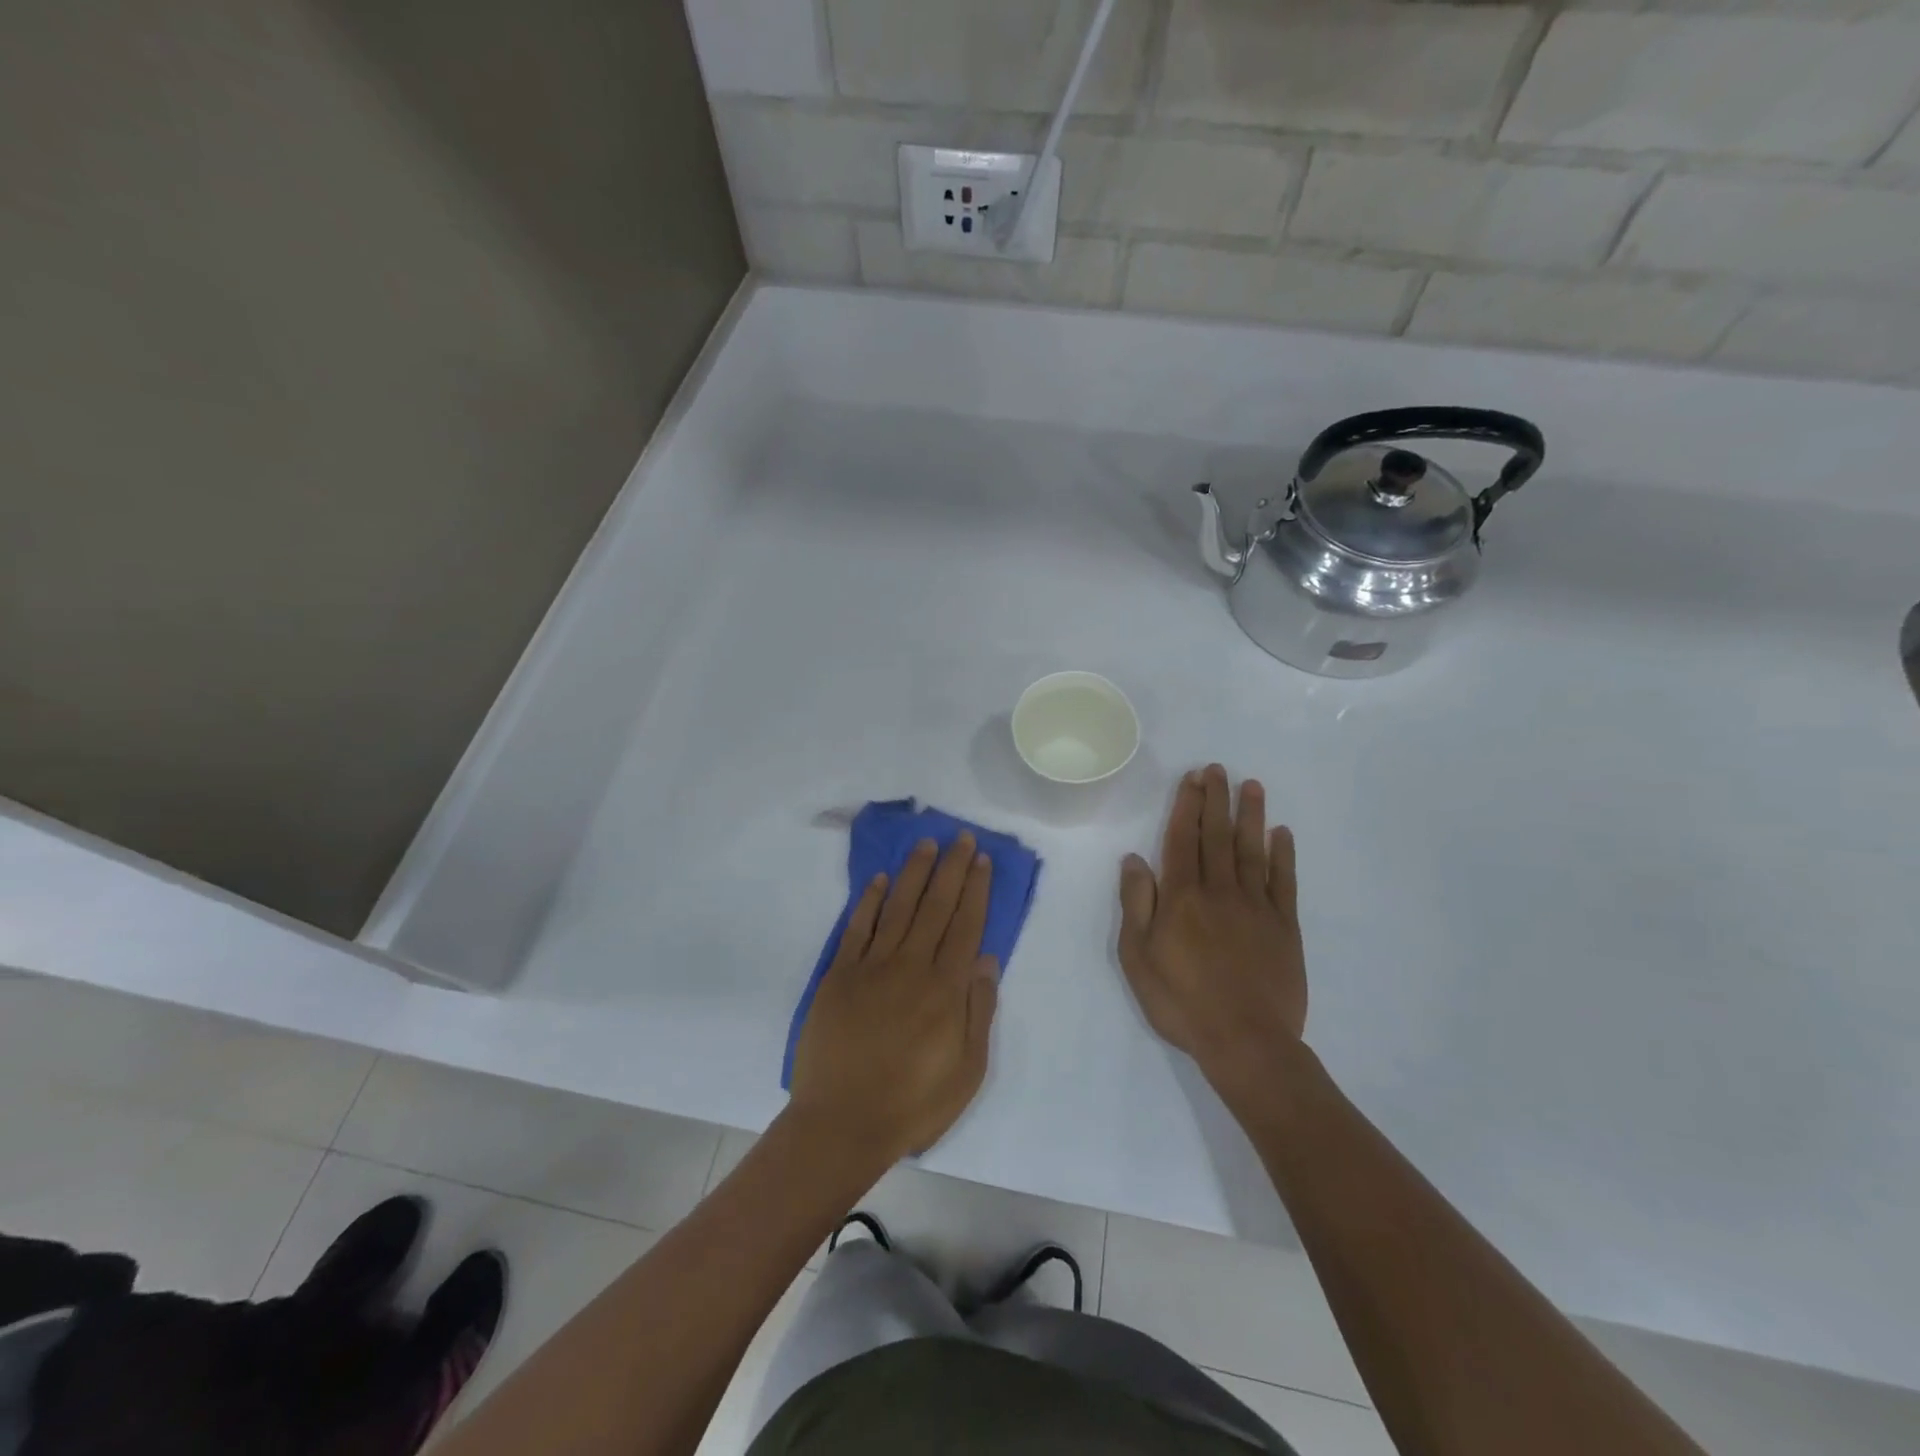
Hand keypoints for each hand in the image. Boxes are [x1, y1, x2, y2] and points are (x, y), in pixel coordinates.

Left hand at [789, 835, 999, 1165]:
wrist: (841, 1124)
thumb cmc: (913, 1103)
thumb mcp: (966, 1071)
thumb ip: (978, 1011)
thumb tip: (986, 958)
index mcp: (945, 990)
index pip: (965, 926)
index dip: (975, 890)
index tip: (982, 860)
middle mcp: (910, 967)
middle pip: (935, 907)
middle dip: (951, 869)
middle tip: (962, 837)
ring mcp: (871, 968)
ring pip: (898, 908)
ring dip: (914, 873)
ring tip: (926, 844)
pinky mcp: (839, 976)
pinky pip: (857, 928)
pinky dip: (869, 901)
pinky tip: (880, 880)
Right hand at [1118, 765, 1306, 1107]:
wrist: (1245, 1041)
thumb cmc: (1181, 1001)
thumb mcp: (1137, 956)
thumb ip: (1136, 903)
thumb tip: (1134, 859)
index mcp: (1182, 897)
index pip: (1182, 840)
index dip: (1187, 806)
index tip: (1192, 779)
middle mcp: (1219, 890)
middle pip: (1217, 836)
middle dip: (1216, 800)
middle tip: (1218, 769)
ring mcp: (1256, 906)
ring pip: (1252, 850)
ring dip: (1251, 816)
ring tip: (1252, 786)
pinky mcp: (1284, 926)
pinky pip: (1284, 881)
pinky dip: (1283, 855)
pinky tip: (1282, 834)